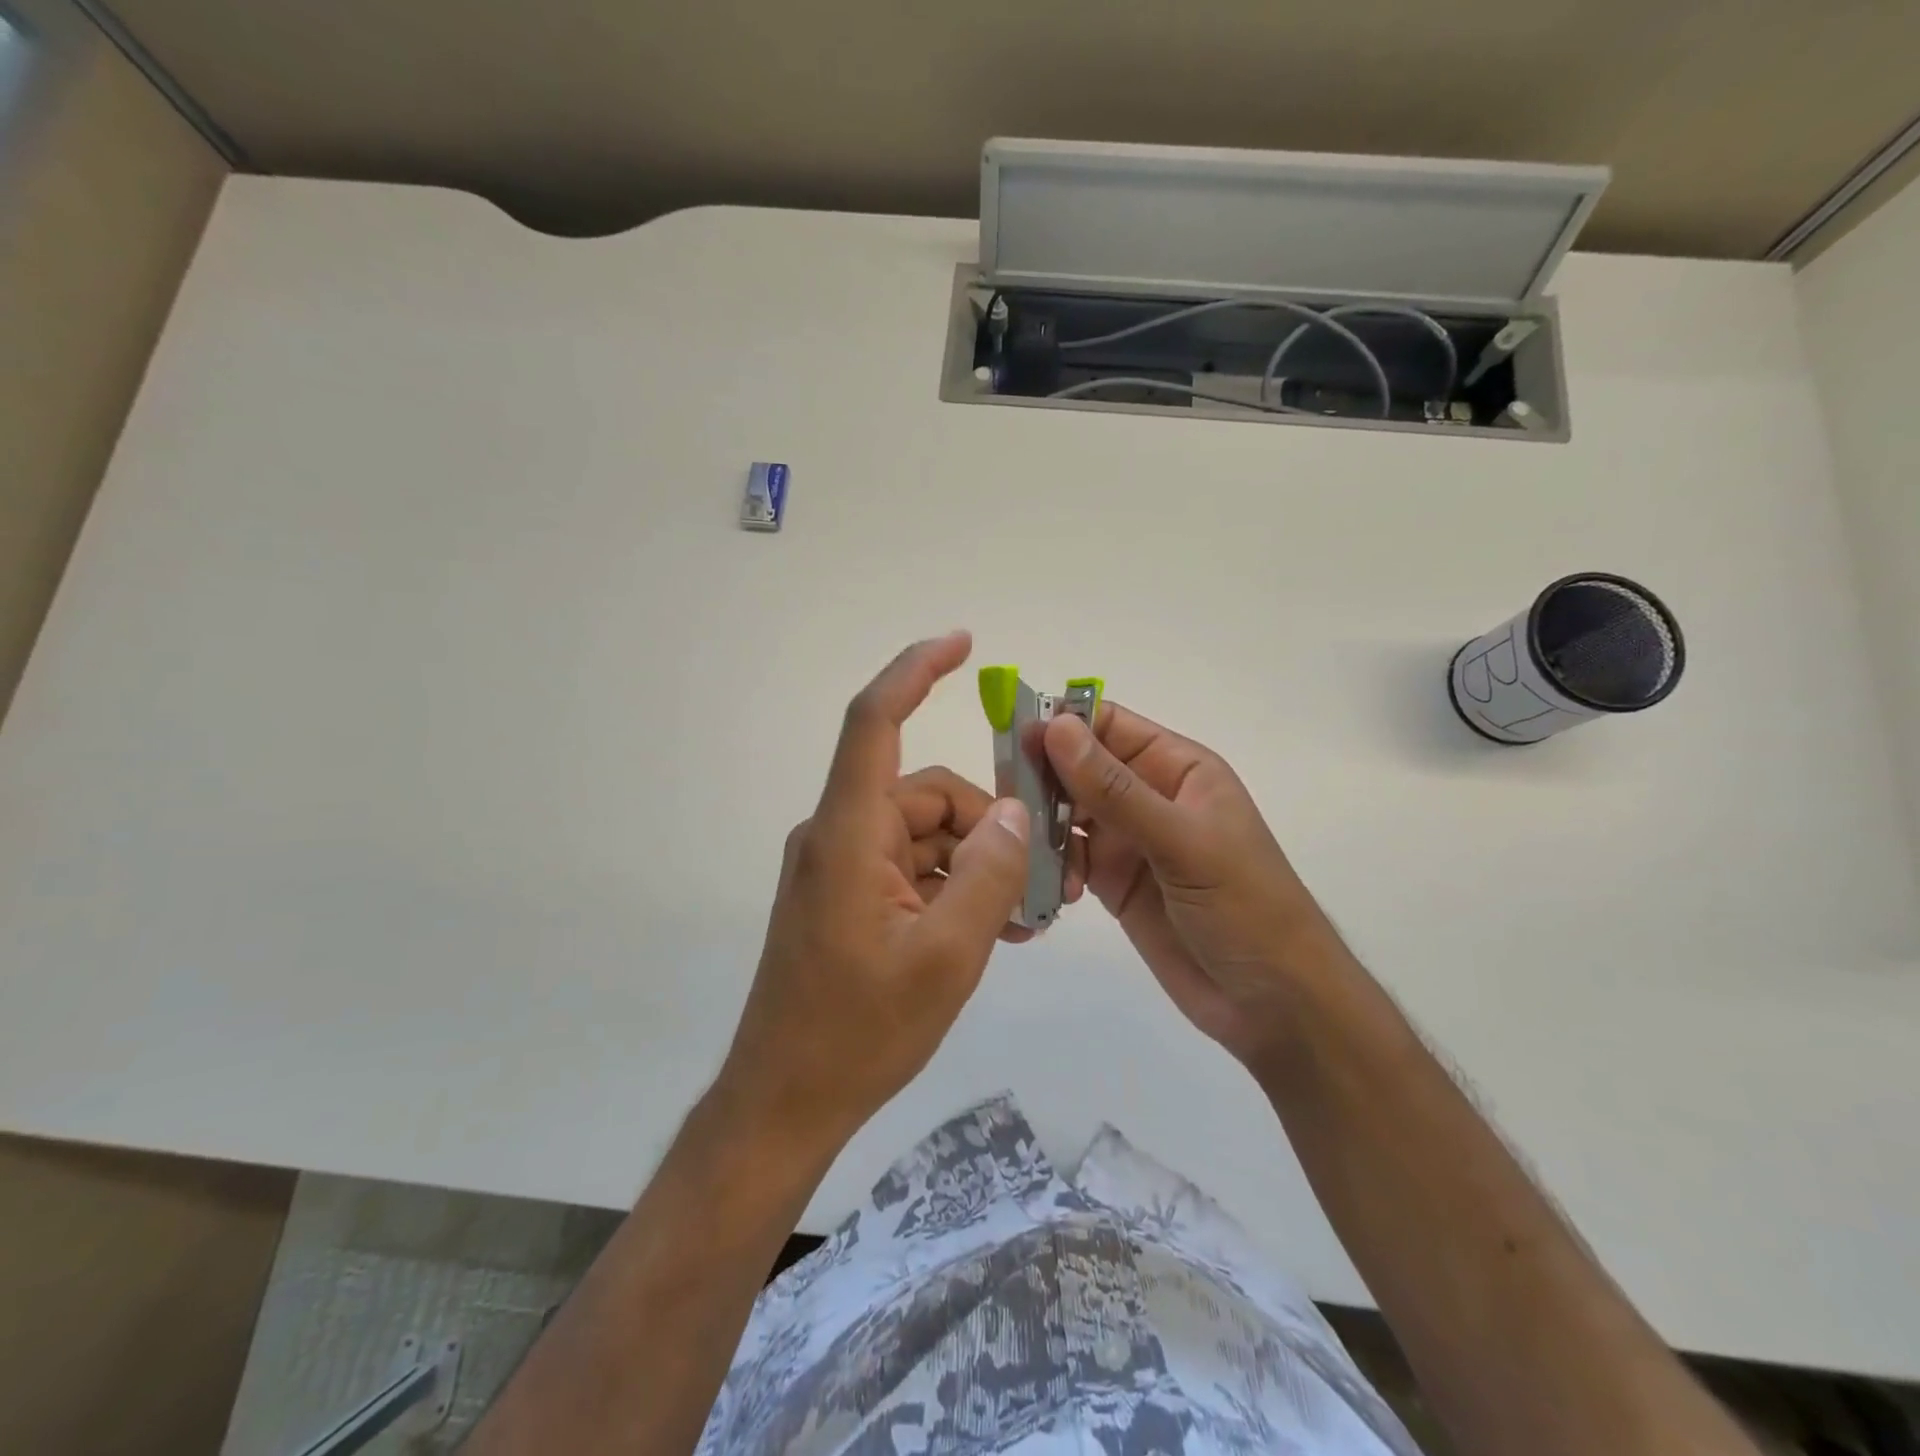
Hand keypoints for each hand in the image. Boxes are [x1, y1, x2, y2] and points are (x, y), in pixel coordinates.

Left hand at [717, 632, 1032, 1157]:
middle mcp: (837, 835)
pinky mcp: (843, 896)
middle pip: (926, 796)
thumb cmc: (859, 1031)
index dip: (915, 672)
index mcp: (847, 834)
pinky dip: (950, 885)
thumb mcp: (946, 957)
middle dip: (988, 827)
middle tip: (1042, 881)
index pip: (873, 722)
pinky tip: (987, 928)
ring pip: (924, 834)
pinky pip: (908, 867)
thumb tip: (1017, 814)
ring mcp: (838, 867)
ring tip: (1019, 920)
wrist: (785, 1100)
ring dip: (974, 864)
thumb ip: (990, 876)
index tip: (962, 643)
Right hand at [1043, 704, 1349, 1070]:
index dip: (1061, 726)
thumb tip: (1055, 727)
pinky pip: (1068, 859)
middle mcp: (1148, 795)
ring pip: (1067, 814)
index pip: (1108, 726)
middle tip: (1006, 806)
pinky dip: (1053, 868)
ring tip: (1027, 854)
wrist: (1273, 1005)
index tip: (1013, 739)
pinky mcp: (1112, 882)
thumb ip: (1115, 789)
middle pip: (1078, 768)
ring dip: (1043, 828)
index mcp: (1176, 768)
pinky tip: (1058, 892)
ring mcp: (1128, 840)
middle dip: (1043, 781)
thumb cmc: (1245, 908)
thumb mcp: (1183, 843)